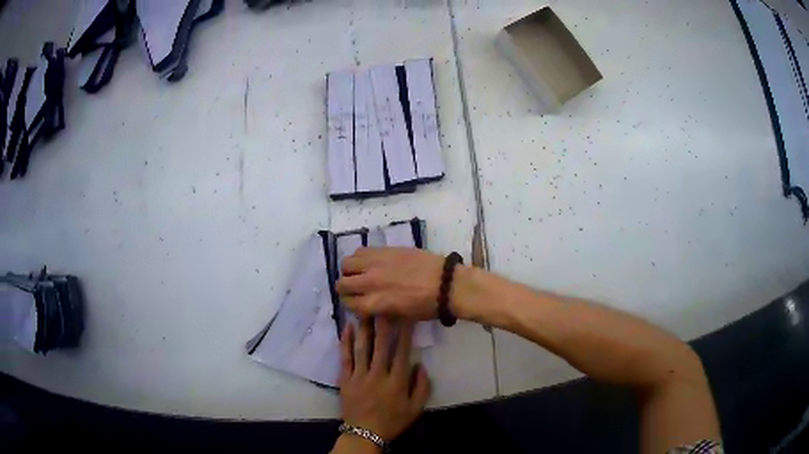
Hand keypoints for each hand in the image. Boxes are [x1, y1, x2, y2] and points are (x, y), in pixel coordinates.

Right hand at [337, 247, 443, 320]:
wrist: (446, 283)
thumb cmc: (427, 306)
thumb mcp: (400, 315)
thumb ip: (379, 309)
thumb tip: (368, 304)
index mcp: (375, 304)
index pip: (348, 303)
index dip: (351, 304)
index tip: (356, 302)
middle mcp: (370, 283)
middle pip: (342, 283)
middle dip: (345, 288)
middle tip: (355, 288)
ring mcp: (376, 264)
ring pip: (346, 264)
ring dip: (350, 271)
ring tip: (360, 272)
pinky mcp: (384, 250)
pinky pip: (360, 251)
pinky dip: (360, 258)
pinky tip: (369, 262)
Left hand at [339, 318, 430, 442]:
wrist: (364, 433)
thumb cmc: (392, 421)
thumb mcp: (415, 409)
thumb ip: (422, 387)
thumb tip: (420, 365)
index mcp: (396, 381)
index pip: (402, 352)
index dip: (405, 332)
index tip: (406, 315)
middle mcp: (378, 374)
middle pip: (381, 345)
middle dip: (383, 323)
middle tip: (384, 303)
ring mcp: (359, 375)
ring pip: (362, 347)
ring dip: (365, 327)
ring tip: (366, 309)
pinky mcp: (345, 378)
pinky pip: (345, 357)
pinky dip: (346, 342)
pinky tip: (347, 328)